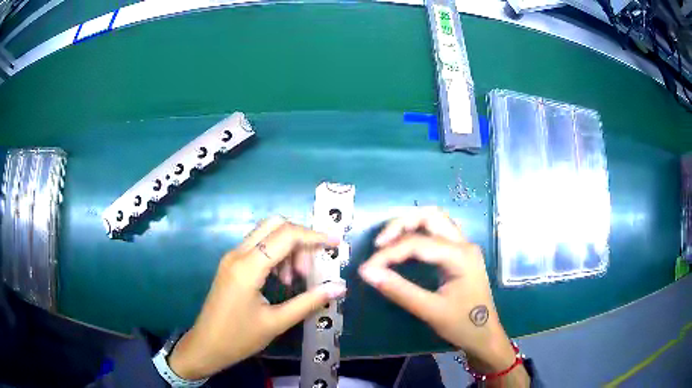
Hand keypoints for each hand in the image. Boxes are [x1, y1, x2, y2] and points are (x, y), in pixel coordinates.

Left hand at [168, 217, 346, 379]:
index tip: (336, 243)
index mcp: (248, 267)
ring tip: (297, 278)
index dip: (314, 236)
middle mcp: (238, 254)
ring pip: (266, 234)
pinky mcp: (231, 264)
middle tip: (310, 267)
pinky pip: (258, 246)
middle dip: (300, 239)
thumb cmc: (239, 338)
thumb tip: (339, 287)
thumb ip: (309, 302)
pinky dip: (276, 254)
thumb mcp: (276, 322)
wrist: (206, 345)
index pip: (286, 235)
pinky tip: (282, 278)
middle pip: (274, 225)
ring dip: (288, 248)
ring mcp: (232, 257)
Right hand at [359, 208, 528, 385]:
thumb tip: (367, 273)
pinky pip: (438, 233)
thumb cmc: (463, 325)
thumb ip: (399, 290)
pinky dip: (418, 233)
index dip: (388, 254)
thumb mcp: (430, 311)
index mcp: (460, 256)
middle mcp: (464, 244)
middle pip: (431, 216)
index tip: (367, 268)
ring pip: (436, 220)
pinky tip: (405, 246)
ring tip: (388, 241)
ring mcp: (464, 248)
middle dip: (401, 224)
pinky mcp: (460, 255)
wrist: (485, 337)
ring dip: (410, 224)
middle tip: (379, 243)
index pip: (417, 243)